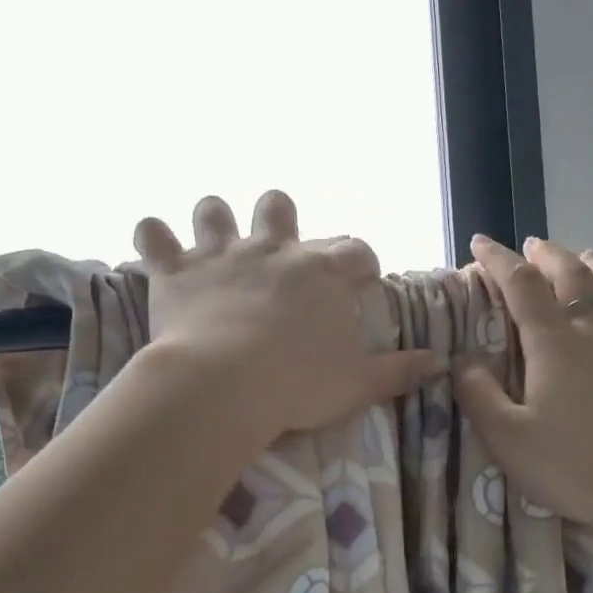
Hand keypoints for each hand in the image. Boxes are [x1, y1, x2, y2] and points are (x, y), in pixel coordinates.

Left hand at [133, 190, 444, 446]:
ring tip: (213, 240)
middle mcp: (274, 249)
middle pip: (280, 207)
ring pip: (214, 209)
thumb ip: (399, 370)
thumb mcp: (359, 383)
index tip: (361, 283)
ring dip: (214, 220)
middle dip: (280, 218)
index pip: (355, 250)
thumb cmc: (298, 384)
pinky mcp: (176, 271)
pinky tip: (154, 243)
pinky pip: (154, 235)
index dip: (361, 263)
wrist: (225, 385)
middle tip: (278, 249)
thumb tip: (439, 362)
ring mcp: (222, 254)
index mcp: (322, 273)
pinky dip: (153, 237)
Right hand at [455, 234, 592, 557]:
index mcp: (555, 343)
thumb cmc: (576, 468)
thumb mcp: (508, 439)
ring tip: (589, 257)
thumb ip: (479, 395)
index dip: (499, 260)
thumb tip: (462, 360)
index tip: (481, 243)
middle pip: (574, 277)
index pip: (522, 285)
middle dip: (550, 256)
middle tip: (535, 246)